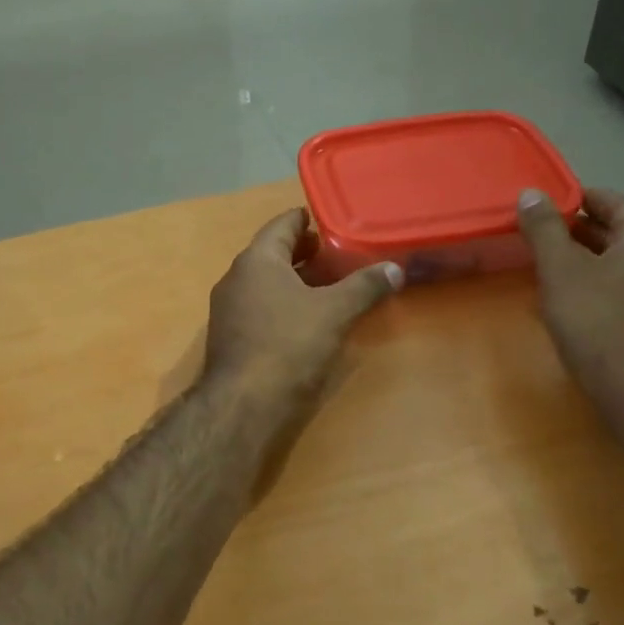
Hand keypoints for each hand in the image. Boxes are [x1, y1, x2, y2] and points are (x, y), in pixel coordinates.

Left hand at [203, 209, 403, 400]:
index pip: (282, 224)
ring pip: (265, 282)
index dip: (307, 220)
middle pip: (273, 253)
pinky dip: (282, 304)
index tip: (330, 222)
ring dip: (294, 280)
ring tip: (327, 286)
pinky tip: (304, 319)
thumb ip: (364, 287)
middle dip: (304, 253)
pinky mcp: (229, 336)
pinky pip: (259, 307)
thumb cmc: (288, 345)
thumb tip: (395, 268)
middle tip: (336, 255)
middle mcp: (236, 277)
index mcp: (257, 260)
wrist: (242, 404)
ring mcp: (228, 308)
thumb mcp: (335, 312)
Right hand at [516, 186, 623, 403]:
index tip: (559, 201)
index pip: (622, 205)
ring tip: (555, 268)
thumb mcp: (561, 269)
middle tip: (549, 233)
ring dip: (592, 262)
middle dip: (586, 231)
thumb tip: (532, 194)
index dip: (591, 197)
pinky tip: (575, 306)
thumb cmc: (596, 321)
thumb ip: (545, 230)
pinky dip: (600, 289)